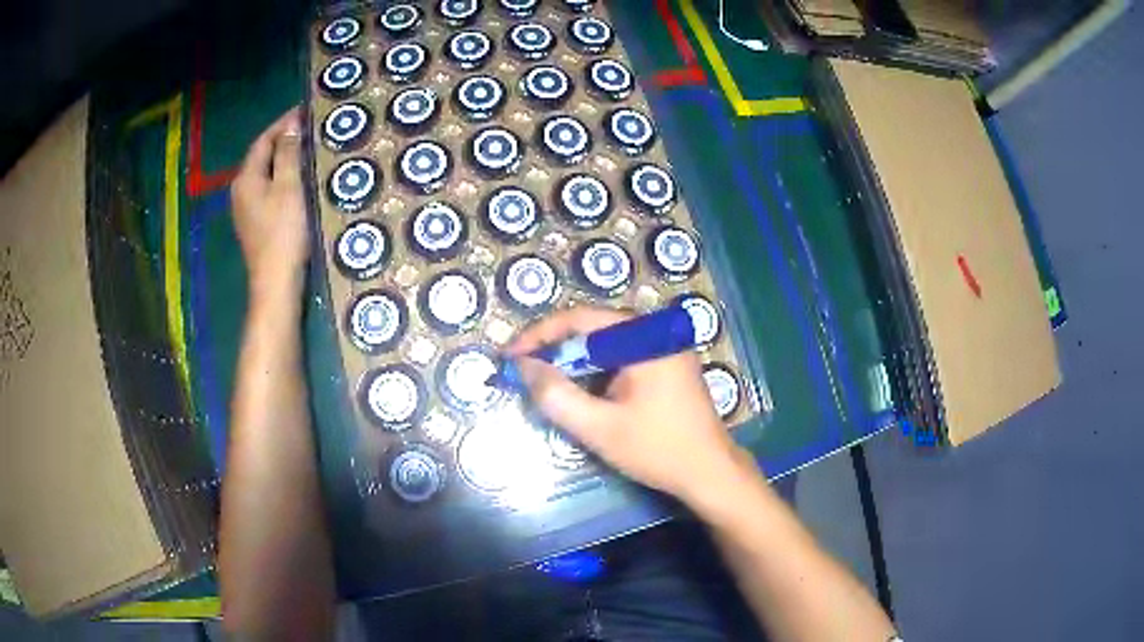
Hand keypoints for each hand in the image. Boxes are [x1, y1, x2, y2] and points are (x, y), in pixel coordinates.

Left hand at [230, 107, 309, 296]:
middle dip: (283, 140)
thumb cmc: (283, 232)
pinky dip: (281, 178)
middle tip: (309, 129)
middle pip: (261, 156)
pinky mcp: (254, 224)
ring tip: (307, 150)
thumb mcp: (288, 187)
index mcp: (246, 178)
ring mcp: (245, 210)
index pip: (263, 140)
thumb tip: (291, 126)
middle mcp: (240, 191)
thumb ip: (288, 154)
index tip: (305, 111)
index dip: (283, 123)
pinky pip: (267, 190)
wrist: (276, 282)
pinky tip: (298, 180)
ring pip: (264, 174)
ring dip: (283, 159)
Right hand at [508, 305, 752, 504]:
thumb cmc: (656, 449)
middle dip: (555, 349)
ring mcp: (666, 347)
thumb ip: (556, 395)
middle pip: (593, 328)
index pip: (579, 319)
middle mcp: (657, 332)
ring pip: (606, 344)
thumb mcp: (598, 427)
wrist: (710, 472)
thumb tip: (523, 367)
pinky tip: (580, 391)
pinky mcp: (668, 364)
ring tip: (544, 382)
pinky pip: (623, 356)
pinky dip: (596, 371)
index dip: (539, 335)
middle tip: (523, 372)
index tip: (510, 356)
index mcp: (644, 337)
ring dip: (574, 362)